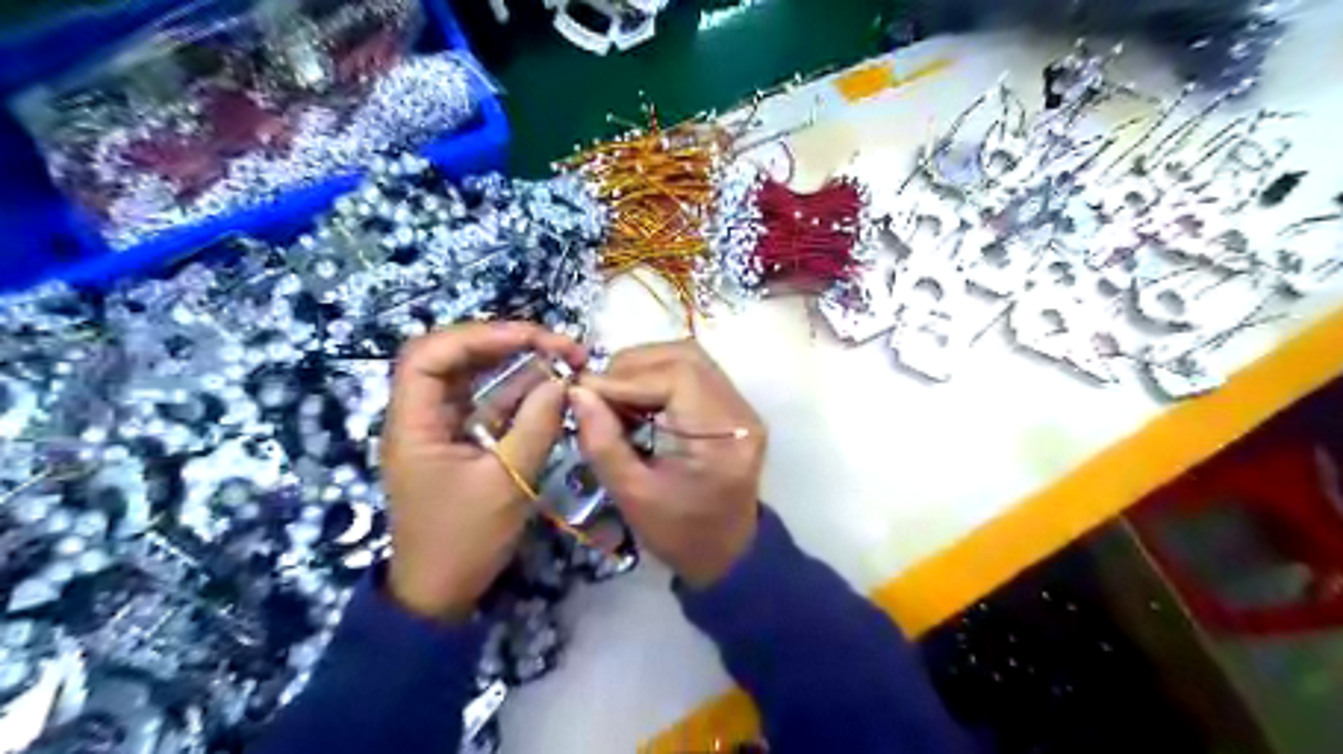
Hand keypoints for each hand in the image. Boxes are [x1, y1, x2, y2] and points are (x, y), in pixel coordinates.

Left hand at [381, 322, 586, 622]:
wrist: (442, 593)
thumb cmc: (464, 540)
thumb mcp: (507, 483)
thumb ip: (536, 426)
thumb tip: (564, 381)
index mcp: (414, 423)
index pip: (430, 354)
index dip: (479, 335)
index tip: (533, 337)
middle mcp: (422, 416)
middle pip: (455, 358)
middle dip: (507, 344)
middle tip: (559, 346)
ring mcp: (442, 429)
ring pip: (476, 379)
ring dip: (519, 366)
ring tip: (564, 360)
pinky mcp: (462, 443)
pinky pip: (490, 405)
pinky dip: (521, 394)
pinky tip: (553, 389)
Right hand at [572, 338, 770, 587]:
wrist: (727, 553)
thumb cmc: (680, 535)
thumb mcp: (632, 496)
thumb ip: (603, 442)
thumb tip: (577, 391)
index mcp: (724, 437)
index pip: (677, 378)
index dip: (625, 378)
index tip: (583, 391)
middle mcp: (741, 412)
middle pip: (685, 358)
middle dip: (632, 367)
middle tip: (597, 393)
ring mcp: (741, 407)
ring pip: (689, 359)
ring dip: (644, 368)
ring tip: (613, 395)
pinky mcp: (732, 408)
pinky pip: (693, 373)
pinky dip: (658, 377)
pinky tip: (635, 400)